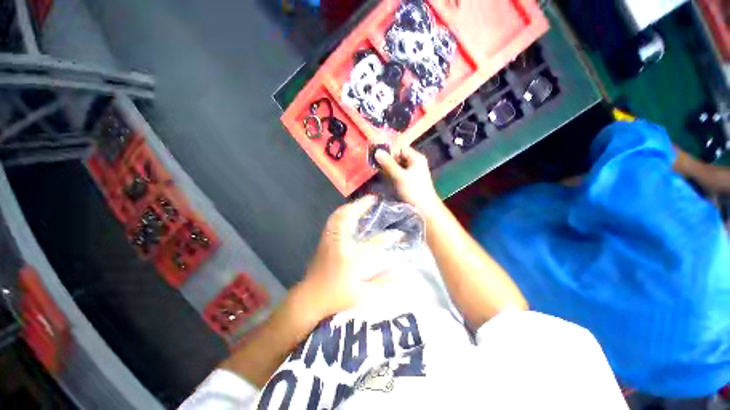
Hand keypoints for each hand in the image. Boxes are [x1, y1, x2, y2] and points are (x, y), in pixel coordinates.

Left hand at [294, 196, 401, 320]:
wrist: (310, 297)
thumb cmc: (336, 296)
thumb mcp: (362, 295)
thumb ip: (381, 282)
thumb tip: (400, 273)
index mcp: (351, 257)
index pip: (374, 243)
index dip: (388, 237)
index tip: (399, 233)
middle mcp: (339, 244)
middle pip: (348, 217)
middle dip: (361, 205)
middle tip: (372, 199)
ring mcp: (329, 240)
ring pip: (338, 216)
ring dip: (350, 206)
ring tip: (361, 203)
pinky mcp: (324, 240)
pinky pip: (332, 221)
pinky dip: (341, 213)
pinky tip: (347, 213)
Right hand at [375, 146, 441, 214]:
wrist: (424, 209)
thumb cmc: (414, 191)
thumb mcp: (400, 176)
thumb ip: (388, 164)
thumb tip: (377, 152)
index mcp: (416, 158)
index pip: (400, 148)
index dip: (390, 151)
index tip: (378, 157)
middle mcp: (414, 162)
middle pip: (398, 156)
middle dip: (388, 160)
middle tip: (378, 166)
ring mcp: (411, 171)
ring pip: (396, 165)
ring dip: (388, 168)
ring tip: (381, 173)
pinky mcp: (408, 180)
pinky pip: (397, 173)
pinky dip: (391, 175)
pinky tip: (386, 179)